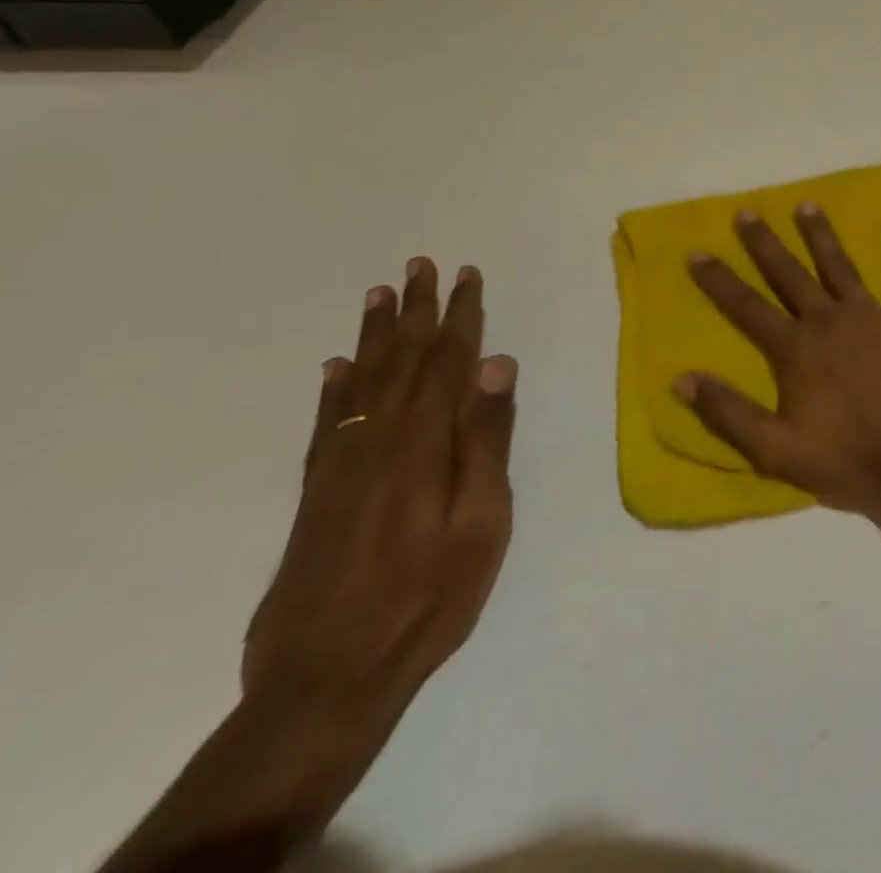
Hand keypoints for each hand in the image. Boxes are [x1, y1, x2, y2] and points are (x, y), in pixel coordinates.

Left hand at [243, 260, 517, 715]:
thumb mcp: (482, 523)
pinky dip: (333, 390)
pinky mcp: (317, 497)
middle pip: (401, 362)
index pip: (447, 363)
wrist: (327, 681)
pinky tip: (335, 368)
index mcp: (424, 447)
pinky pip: (326, 425)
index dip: (459, 316)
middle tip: (419, 265)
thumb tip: (497, 365)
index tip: (466, 275)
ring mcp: (341, 470)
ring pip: (361, 384)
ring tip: (379, 294)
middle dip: (414, 311)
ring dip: (373, 336)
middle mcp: (378, 444)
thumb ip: (488, 441)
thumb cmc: (429, 598)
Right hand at [679, 206, 880, 504]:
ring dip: (821, 234)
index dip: (719, 281)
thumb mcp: (778, 450)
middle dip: (765, 244)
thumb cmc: (852, 454)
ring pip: (840, 265)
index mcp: (796, 349)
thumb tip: (683, 379)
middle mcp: (829, 319)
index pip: (747, 308)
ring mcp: (872, 313)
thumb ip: (730, 413)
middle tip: (747, 212)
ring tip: (807, 205)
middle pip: (790, 275)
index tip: (697, 251)